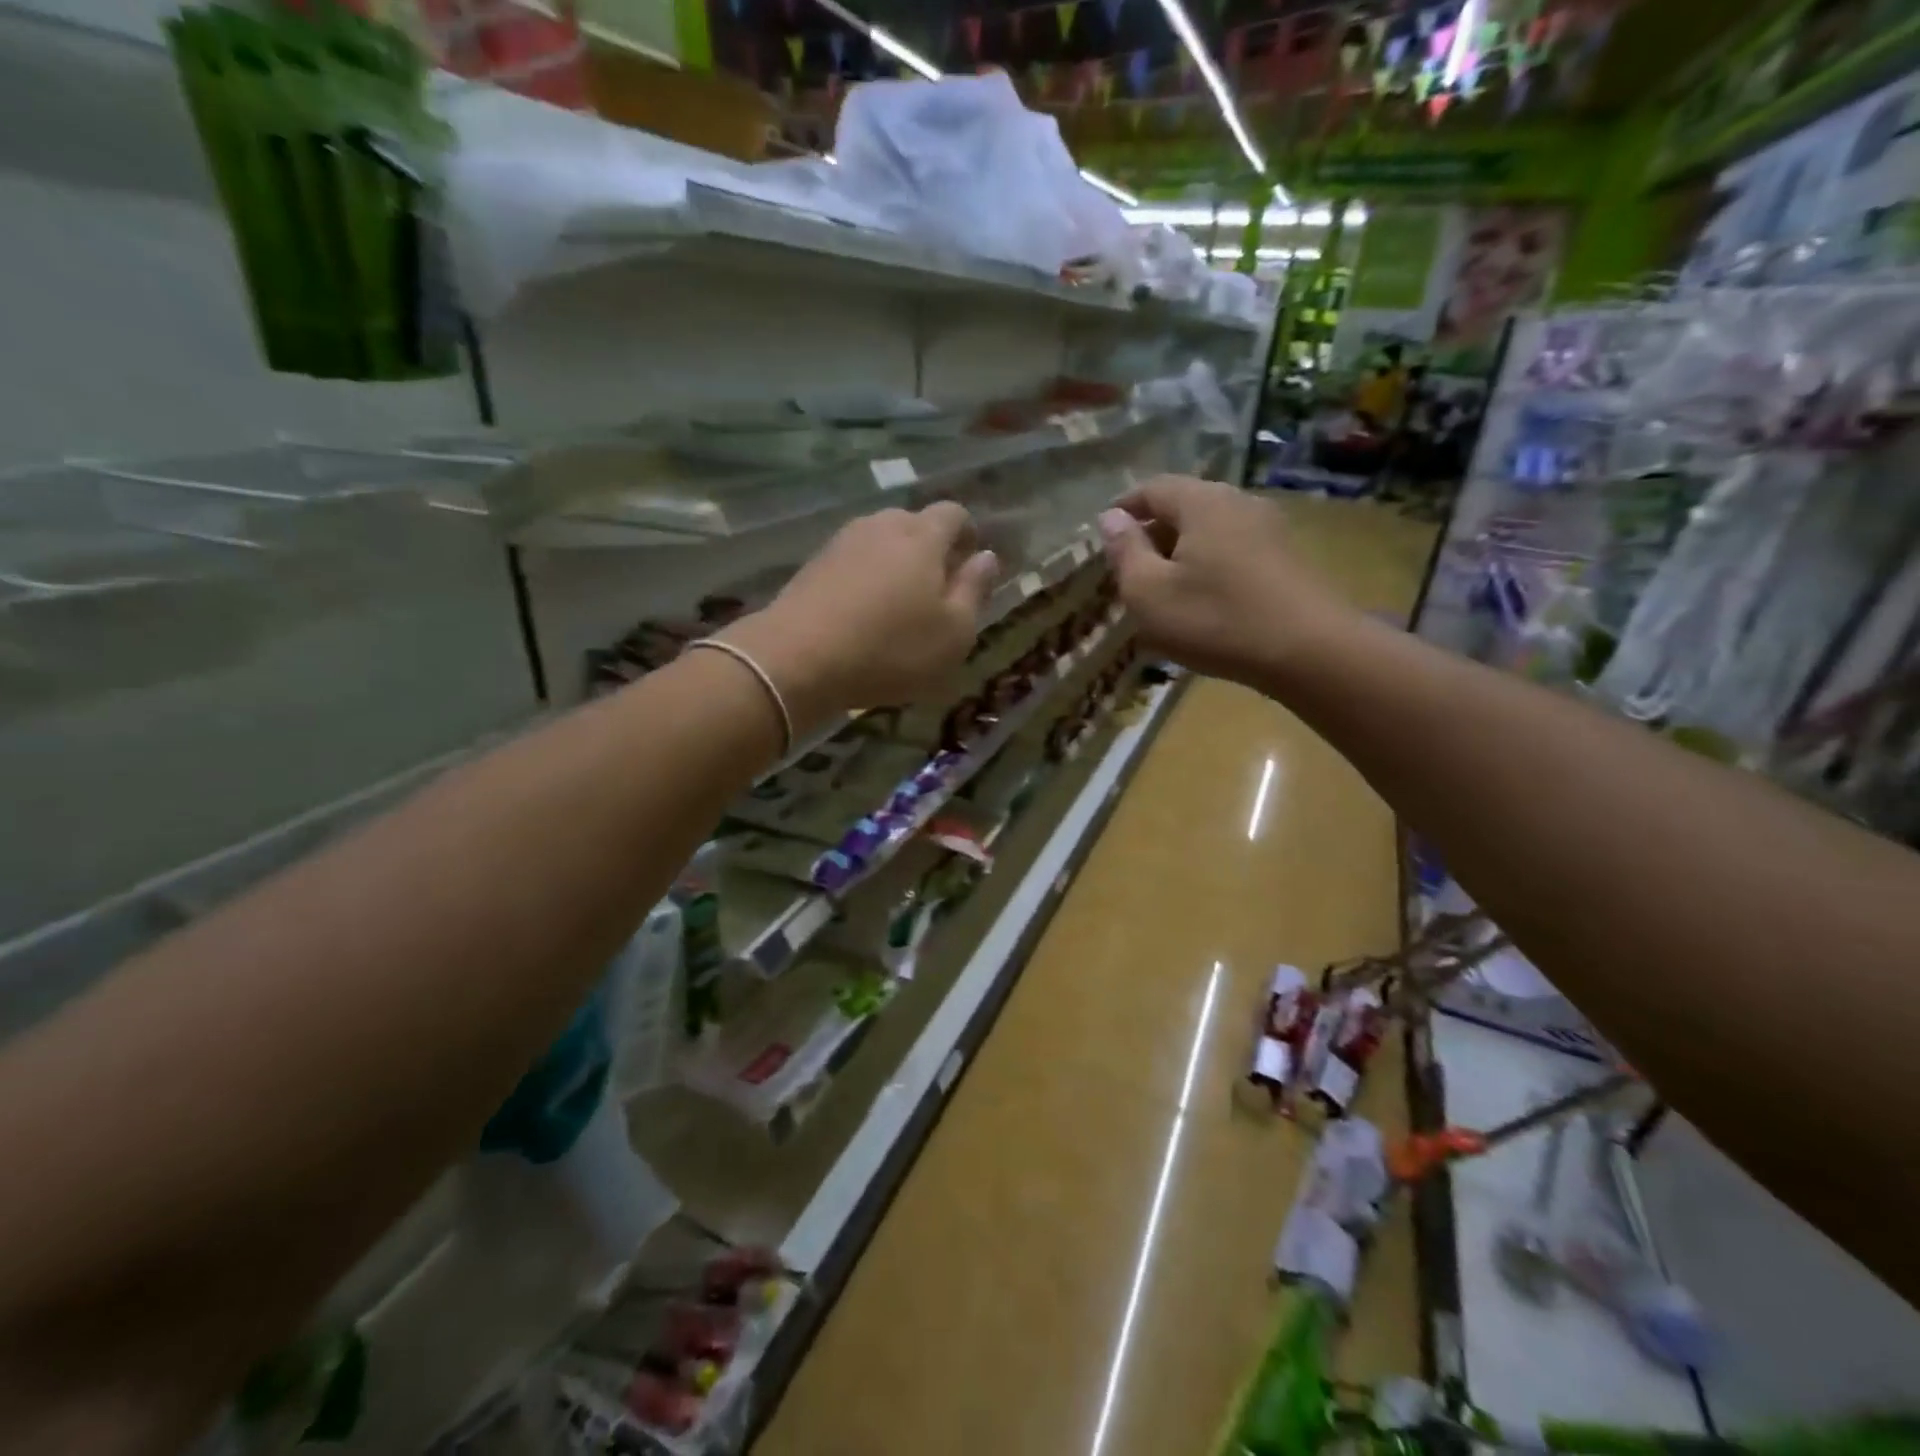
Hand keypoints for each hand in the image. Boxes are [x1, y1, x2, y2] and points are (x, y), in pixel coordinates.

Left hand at [725, 503, 999, 729]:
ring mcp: (842, 542)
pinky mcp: (813, 564)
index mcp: (923, 536)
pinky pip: (853, 562)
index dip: (968, 534)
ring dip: (896, 565)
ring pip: (881, 542)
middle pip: (915, 524)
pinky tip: (863, 614)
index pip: (954, 513)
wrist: (798, 659)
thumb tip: (987, 556)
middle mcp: (882, 526)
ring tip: (899, 605)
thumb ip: (975, 590)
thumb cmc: (891, 648)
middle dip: (931, 550)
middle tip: (937, 591)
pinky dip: (866, 579)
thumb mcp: (954, 632)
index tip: (971, 563)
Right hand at [1098, 476, 1355, 688]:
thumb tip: (1111, 517)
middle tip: (1130, 568)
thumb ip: (1125, 551)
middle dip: (1153, 532)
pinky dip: (1209, 565)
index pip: (1153, 488)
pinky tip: (1203, 600)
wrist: (1309, 651)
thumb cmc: (1215, 619)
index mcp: (1202, 502)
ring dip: (1182, 551)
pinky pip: (1234, 549)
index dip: (1125, 507)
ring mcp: (1270, 528)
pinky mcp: (1287, 557)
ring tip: (1164, 588)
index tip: (1105, 533)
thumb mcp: (1149, 592)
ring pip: (1211, 529)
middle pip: (1185, 506)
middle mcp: (1239, 502)